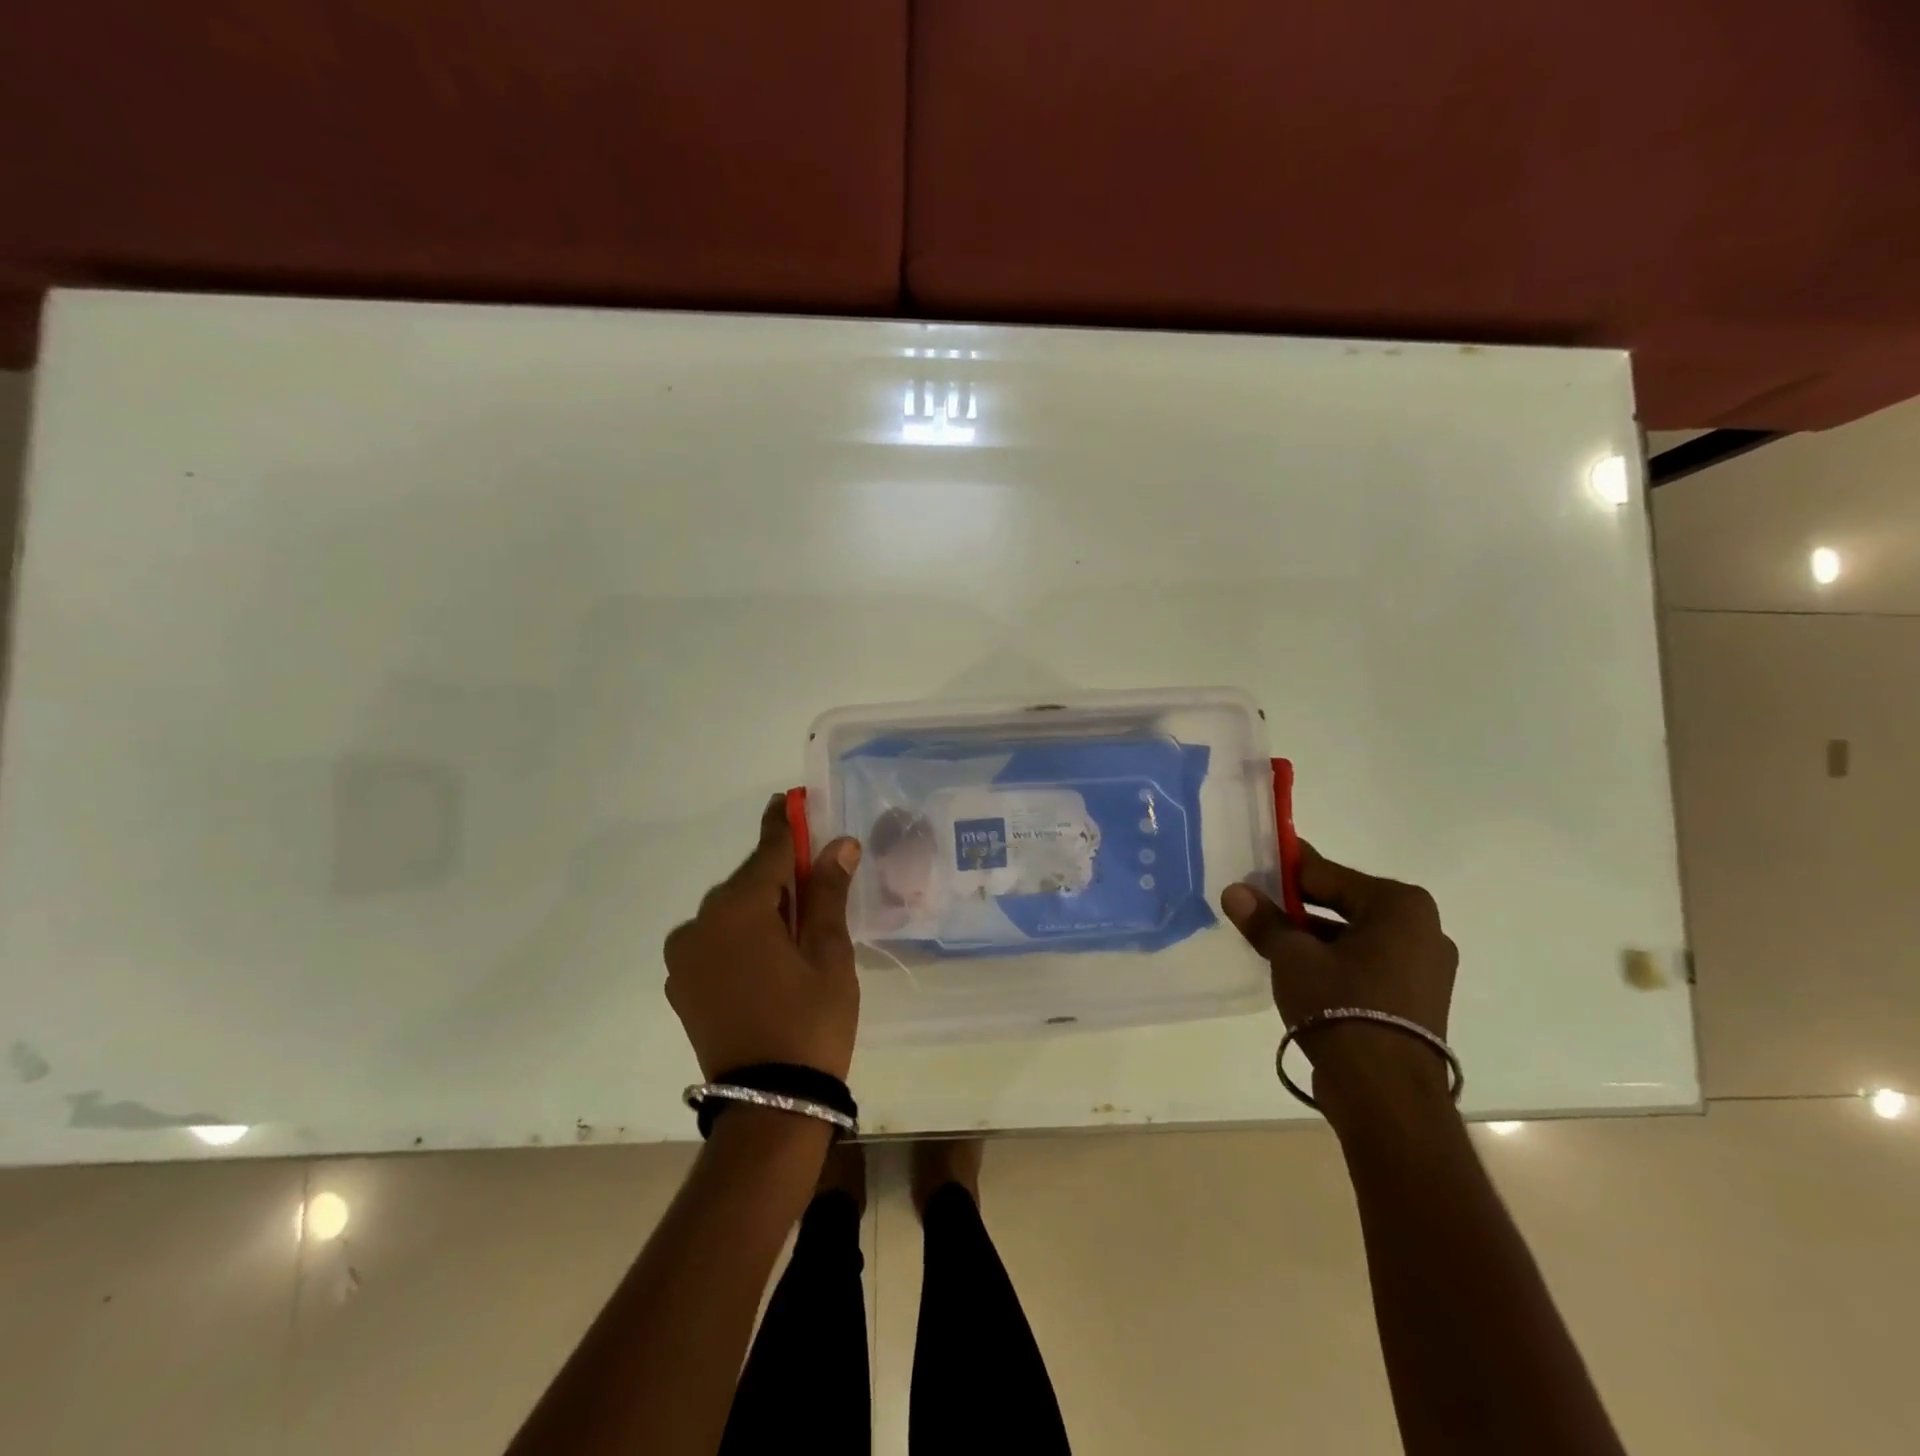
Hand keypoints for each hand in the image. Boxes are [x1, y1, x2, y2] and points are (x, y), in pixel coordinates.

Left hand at [664, 796, 862, 1081]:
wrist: (769, 1105)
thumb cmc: (810, 1021)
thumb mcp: (829, 953)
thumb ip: (828, 893)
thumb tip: (839, 844)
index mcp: (738, 908)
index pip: (768, 852)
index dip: (785, 825)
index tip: (789, 800)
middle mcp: (699, 923)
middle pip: (748, 882)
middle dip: (781, 876)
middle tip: (817, 881)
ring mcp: (684, 955)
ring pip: (731, 913)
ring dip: (761, 909)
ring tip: (797, 934)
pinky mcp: (681, 984)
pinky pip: (716, 941)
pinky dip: (741, 937)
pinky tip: (769, 958)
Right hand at [1221, 843, 1457, 1108]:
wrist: (1385, 1094)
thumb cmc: (1341, 1007)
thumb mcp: (1292, 957)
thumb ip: (1264, 920)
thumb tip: (1235, 891)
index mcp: (1399, 905)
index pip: (1326, 874)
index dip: (1285, 871)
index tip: (1254, 868)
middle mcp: (1422, 928)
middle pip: (1344, 903)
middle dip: (1298, 905)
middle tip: (1256, 906)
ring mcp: (1425, 967)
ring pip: (1355, 936)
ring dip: (1314, 936)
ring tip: (1271, 941)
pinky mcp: (1417, 1000)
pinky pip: (1368, 964)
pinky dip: (1335, 961)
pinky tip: (1300, 972)